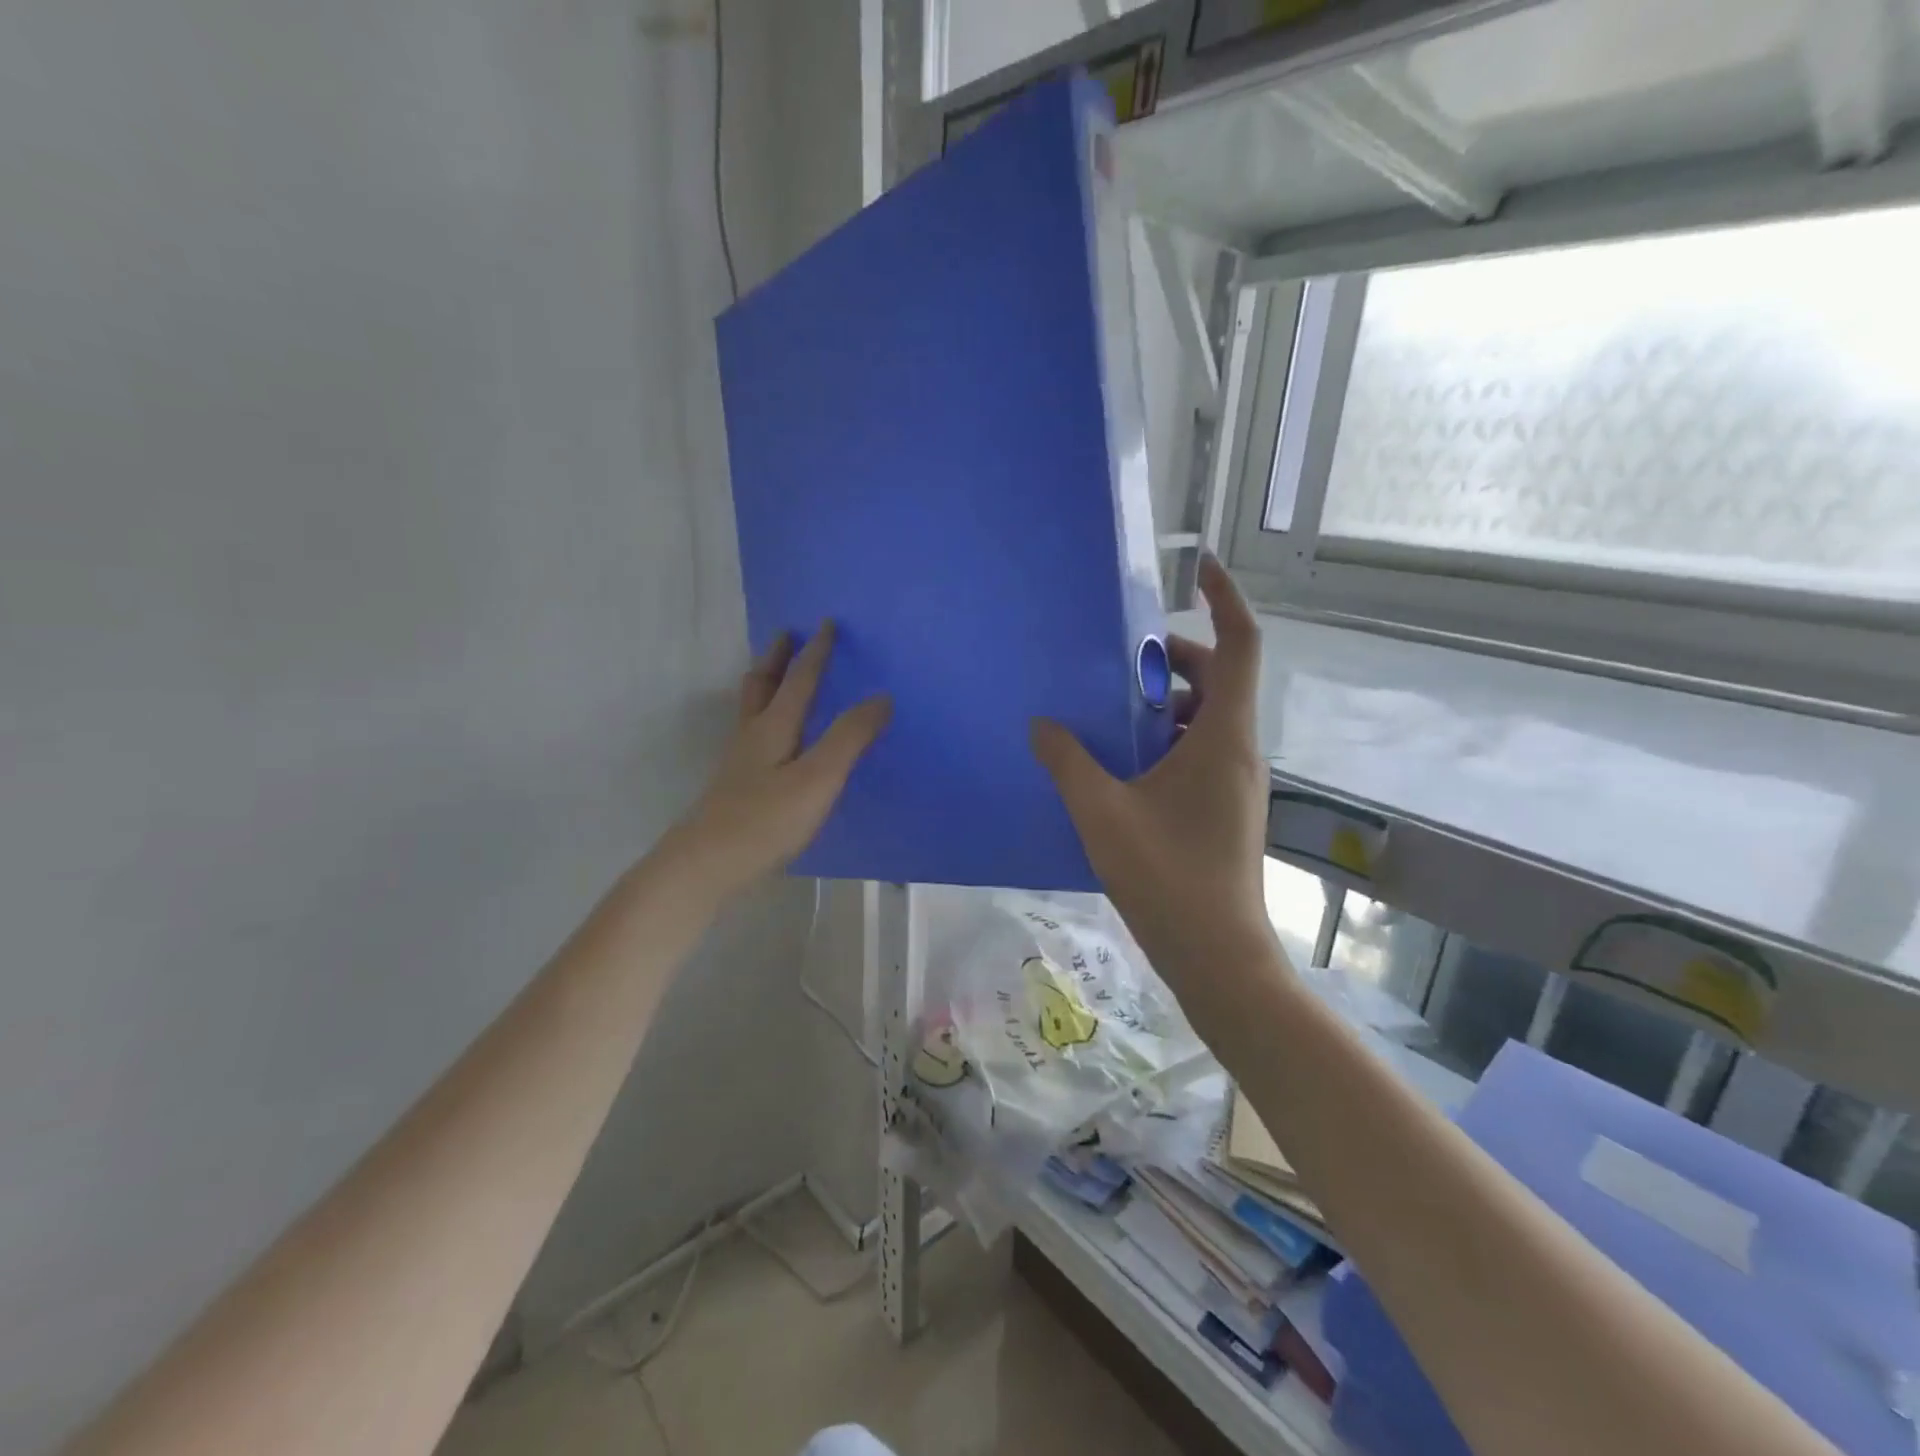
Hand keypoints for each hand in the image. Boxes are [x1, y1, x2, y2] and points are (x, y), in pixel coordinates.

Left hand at [667, 624, 890, 899]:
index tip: (826, 623)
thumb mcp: (818, 778)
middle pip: (762, 685)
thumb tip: (881, 697)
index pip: (799, 679)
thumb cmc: (766, 820)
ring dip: (766, 684)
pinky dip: (766, 717)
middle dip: (777, 658)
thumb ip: (849, 738)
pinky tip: (775, 738)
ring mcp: (740, 762)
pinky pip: (754, 734)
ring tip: (778, 677)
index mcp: (773, 726)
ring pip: (752, 709)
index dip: (815, 651)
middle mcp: (752, 736)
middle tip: (787, 635)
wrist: (705, 866)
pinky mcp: (736, 786)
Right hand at [1030, 556, 1281, 1028]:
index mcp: (1224, 737)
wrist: (1218, 957)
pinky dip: (1168, 739)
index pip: (1242, 645)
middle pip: (1221, 678)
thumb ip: (1068, 761)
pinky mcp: (1226, 809)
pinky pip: (1201, 751)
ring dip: (1167, 704)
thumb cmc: (1166, 878)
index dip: (1226, 599)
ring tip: (1112, 711)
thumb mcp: (1102, 812)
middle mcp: (1239, 751)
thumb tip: (1042, 724)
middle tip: (1121, 661)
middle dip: (1175, 658)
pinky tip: (1122, 764)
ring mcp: (1236, 783)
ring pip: (1209, 718)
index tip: (1199, 568)